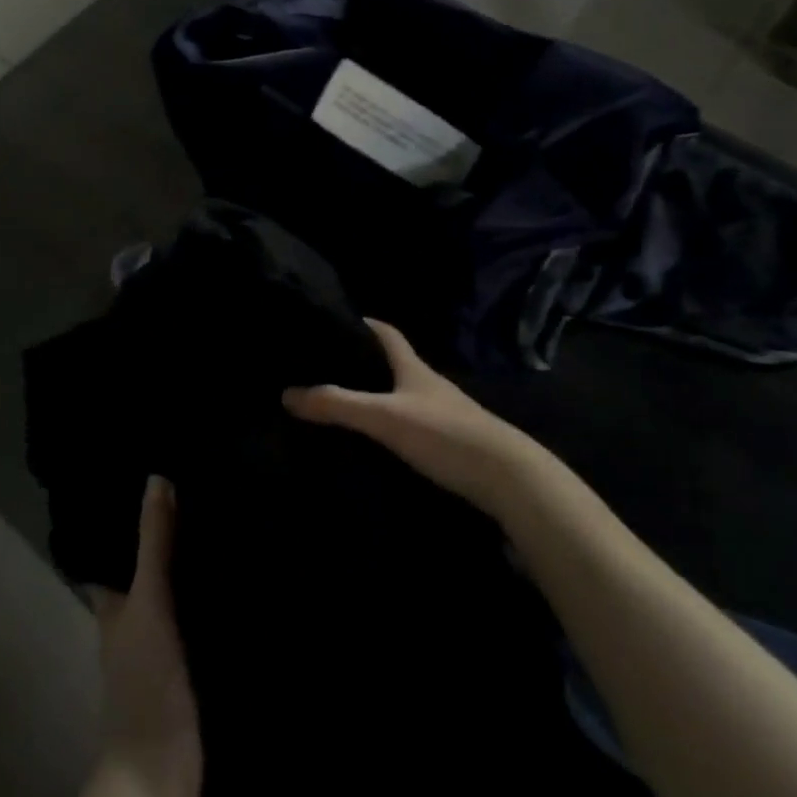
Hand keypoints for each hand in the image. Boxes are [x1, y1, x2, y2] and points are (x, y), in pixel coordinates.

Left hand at [87, 476, 202, 796]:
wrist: (165, 772)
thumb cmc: (146, 681)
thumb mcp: (148, 603)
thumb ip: (154, 546)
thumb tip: (156, 477)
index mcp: (113, 607)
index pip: (114, 551)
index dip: (127, 519)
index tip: (156, 478)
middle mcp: (135, 622)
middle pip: (150, 571)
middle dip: (171, 538)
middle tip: (205, 489)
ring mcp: (165, 648)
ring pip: (179, 595)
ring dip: (196, 568)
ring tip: (232, 520)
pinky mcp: (195, 668)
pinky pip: (205, 621)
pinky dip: (217, 600)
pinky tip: (246, 577)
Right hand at [283, 319, 544, 513]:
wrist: (509, 478)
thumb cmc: (445, 434)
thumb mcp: (385, 417)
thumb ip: (338, 405)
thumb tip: (287, 393)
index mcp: (414, 369)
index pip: (387, 333)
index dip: (365, 323)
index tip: (337, 319)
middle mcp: (430, 386)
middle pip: (394, 364)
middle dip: (364, 362)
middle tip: (326, 368)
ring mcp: (444, 415)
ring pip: (403, 397)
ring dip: (377, 397)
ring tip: (342, 406)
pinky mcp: (451, 444)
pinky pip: (412, 426)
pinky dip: (391, 427)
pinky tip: (375, 444)